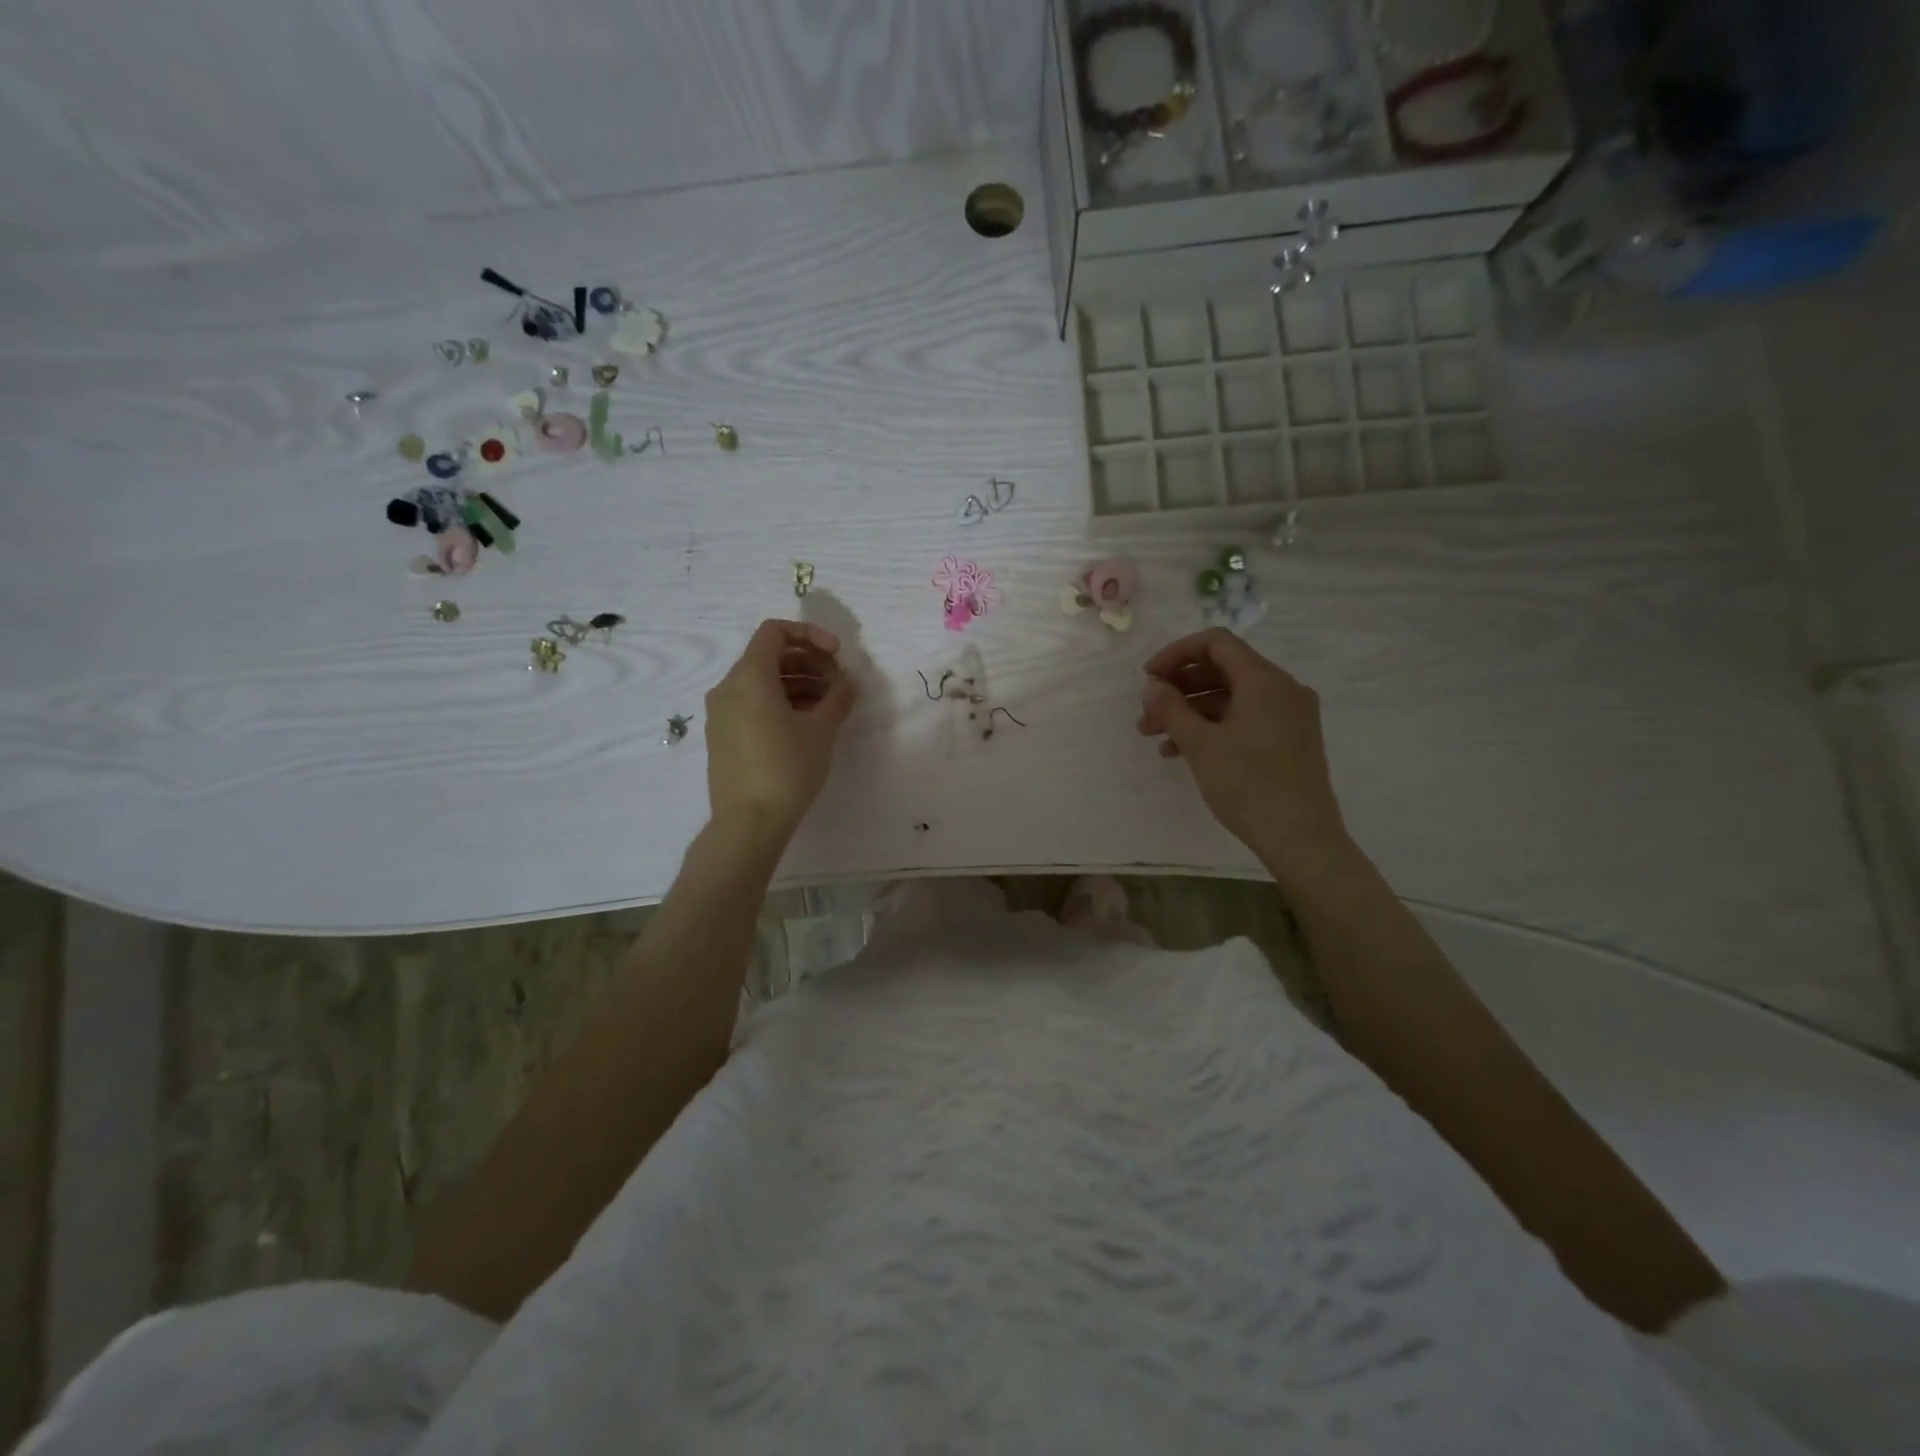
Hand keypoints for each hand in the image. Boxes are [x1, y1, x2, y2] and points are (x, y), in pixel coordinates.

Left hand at [704, 619, 858, 841]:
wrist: (748, 823)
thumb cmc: (787, 768)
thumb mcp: (821, 730)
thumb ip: (839, 697)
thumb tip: (849, 680)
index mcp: (749, 677)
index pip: (774, 632)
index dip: (809, 635)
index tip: (837, 655)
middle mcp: (728, 688)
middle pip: (770, 656)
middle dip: (808, 662)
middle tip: (839, 682)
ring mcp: (721, 714)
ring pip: (762, 682)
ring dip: (798, 683)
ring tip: (829, 706)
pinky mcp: (723, 737)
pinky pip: (752, 704)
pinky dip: (780, 702)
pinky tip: (806, 724)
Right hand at [1136, 629, 1354, 889]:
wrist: (1301, 838)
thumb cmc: (1247, 785)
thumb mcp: (1200, 744)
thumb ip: (1171, 708)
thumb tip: (1153, 685)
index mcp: (1264, 680)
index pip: (1216, 643)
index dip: (1176, 653)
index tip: (1148, 678)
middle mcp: (1282, 689)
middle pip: (1223, 669)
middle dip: (1179, 688)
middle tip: (1146, 712)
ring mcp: (1290, 715)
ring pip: (1231, 697)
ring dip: (1191, 711)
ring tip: (1156, 737)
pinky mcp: (1290, 739)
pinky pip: (1245, 718)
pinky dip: (1213, 726)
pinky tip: (1182, 752)